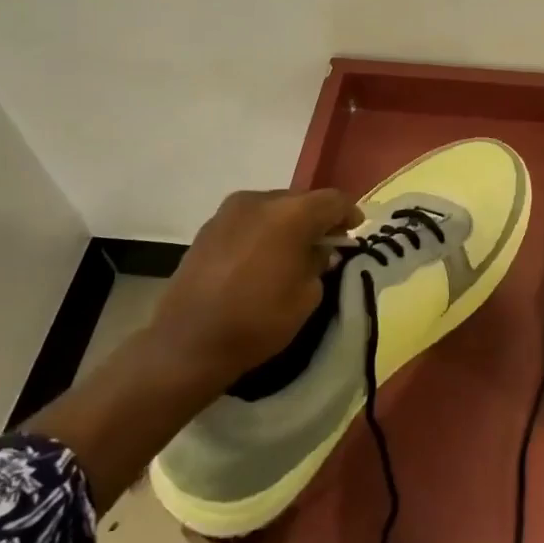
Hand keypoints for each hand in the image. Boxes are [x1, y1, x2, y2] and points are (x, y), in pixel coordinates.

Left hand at [146, 188, 361, 401]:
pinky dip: (263, 231)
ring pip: (273, 208)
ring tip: (293, 251)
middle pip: (301, 200)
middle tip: (327, 243)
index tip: (355, 231)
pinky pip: (249, 220)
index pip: (332, 200)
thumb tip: (317, 251)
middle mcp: (259, 201)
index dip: (349, 214)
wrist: (188, 342)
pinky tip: (263, 257)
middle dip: (317, 218)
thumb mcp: (307, 296)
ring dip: (289, 223)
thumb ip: (318, 263)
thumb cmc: (258, 320)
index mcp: (290, 214)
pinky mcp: (208, 227)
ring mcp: (229, 211)